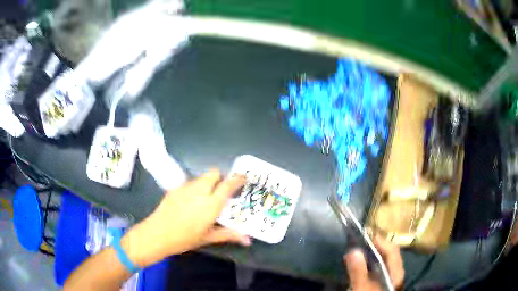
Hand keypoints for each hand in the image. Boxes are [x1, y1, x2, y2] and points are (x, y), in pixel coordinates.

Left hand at [121, 169, 250, 266]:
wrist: (158, 233)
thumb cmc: (185, 238)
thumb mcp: (208, 237)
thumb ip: (229, 235)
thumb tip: (248, 240)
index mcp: (211, 204)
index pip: (228, 184)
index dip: (237, 178)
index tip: (243, 178)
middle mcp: (200, 191)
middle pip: (214, 173)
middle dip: (220, 177)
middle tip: (222, 190)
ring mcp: (186, 188)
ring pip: (201, 177)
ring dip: (207, 182)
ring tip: (206, 197)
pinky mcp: (175, 188)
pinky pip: (190, 183)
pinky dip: (195, 187)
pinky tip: (190, 202)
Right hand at [343, 235, 403, 290]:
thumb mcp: (362, 289)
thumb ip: (358, 271)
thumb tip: (353, 250)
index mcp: (396, 271)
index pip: (392, 249)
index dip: (380, 240)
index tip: (364, 233)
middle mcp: (395, 272)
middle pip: (388, 253)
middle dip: (374, 246)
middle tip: (358, 241)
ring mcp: (389, 278)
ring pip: (383, 261)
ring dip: (371, 254)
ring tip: (357, 250)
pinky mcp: (382, 282)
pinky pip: (378, 268)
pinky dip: (369, 263)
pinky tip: (360, 265)